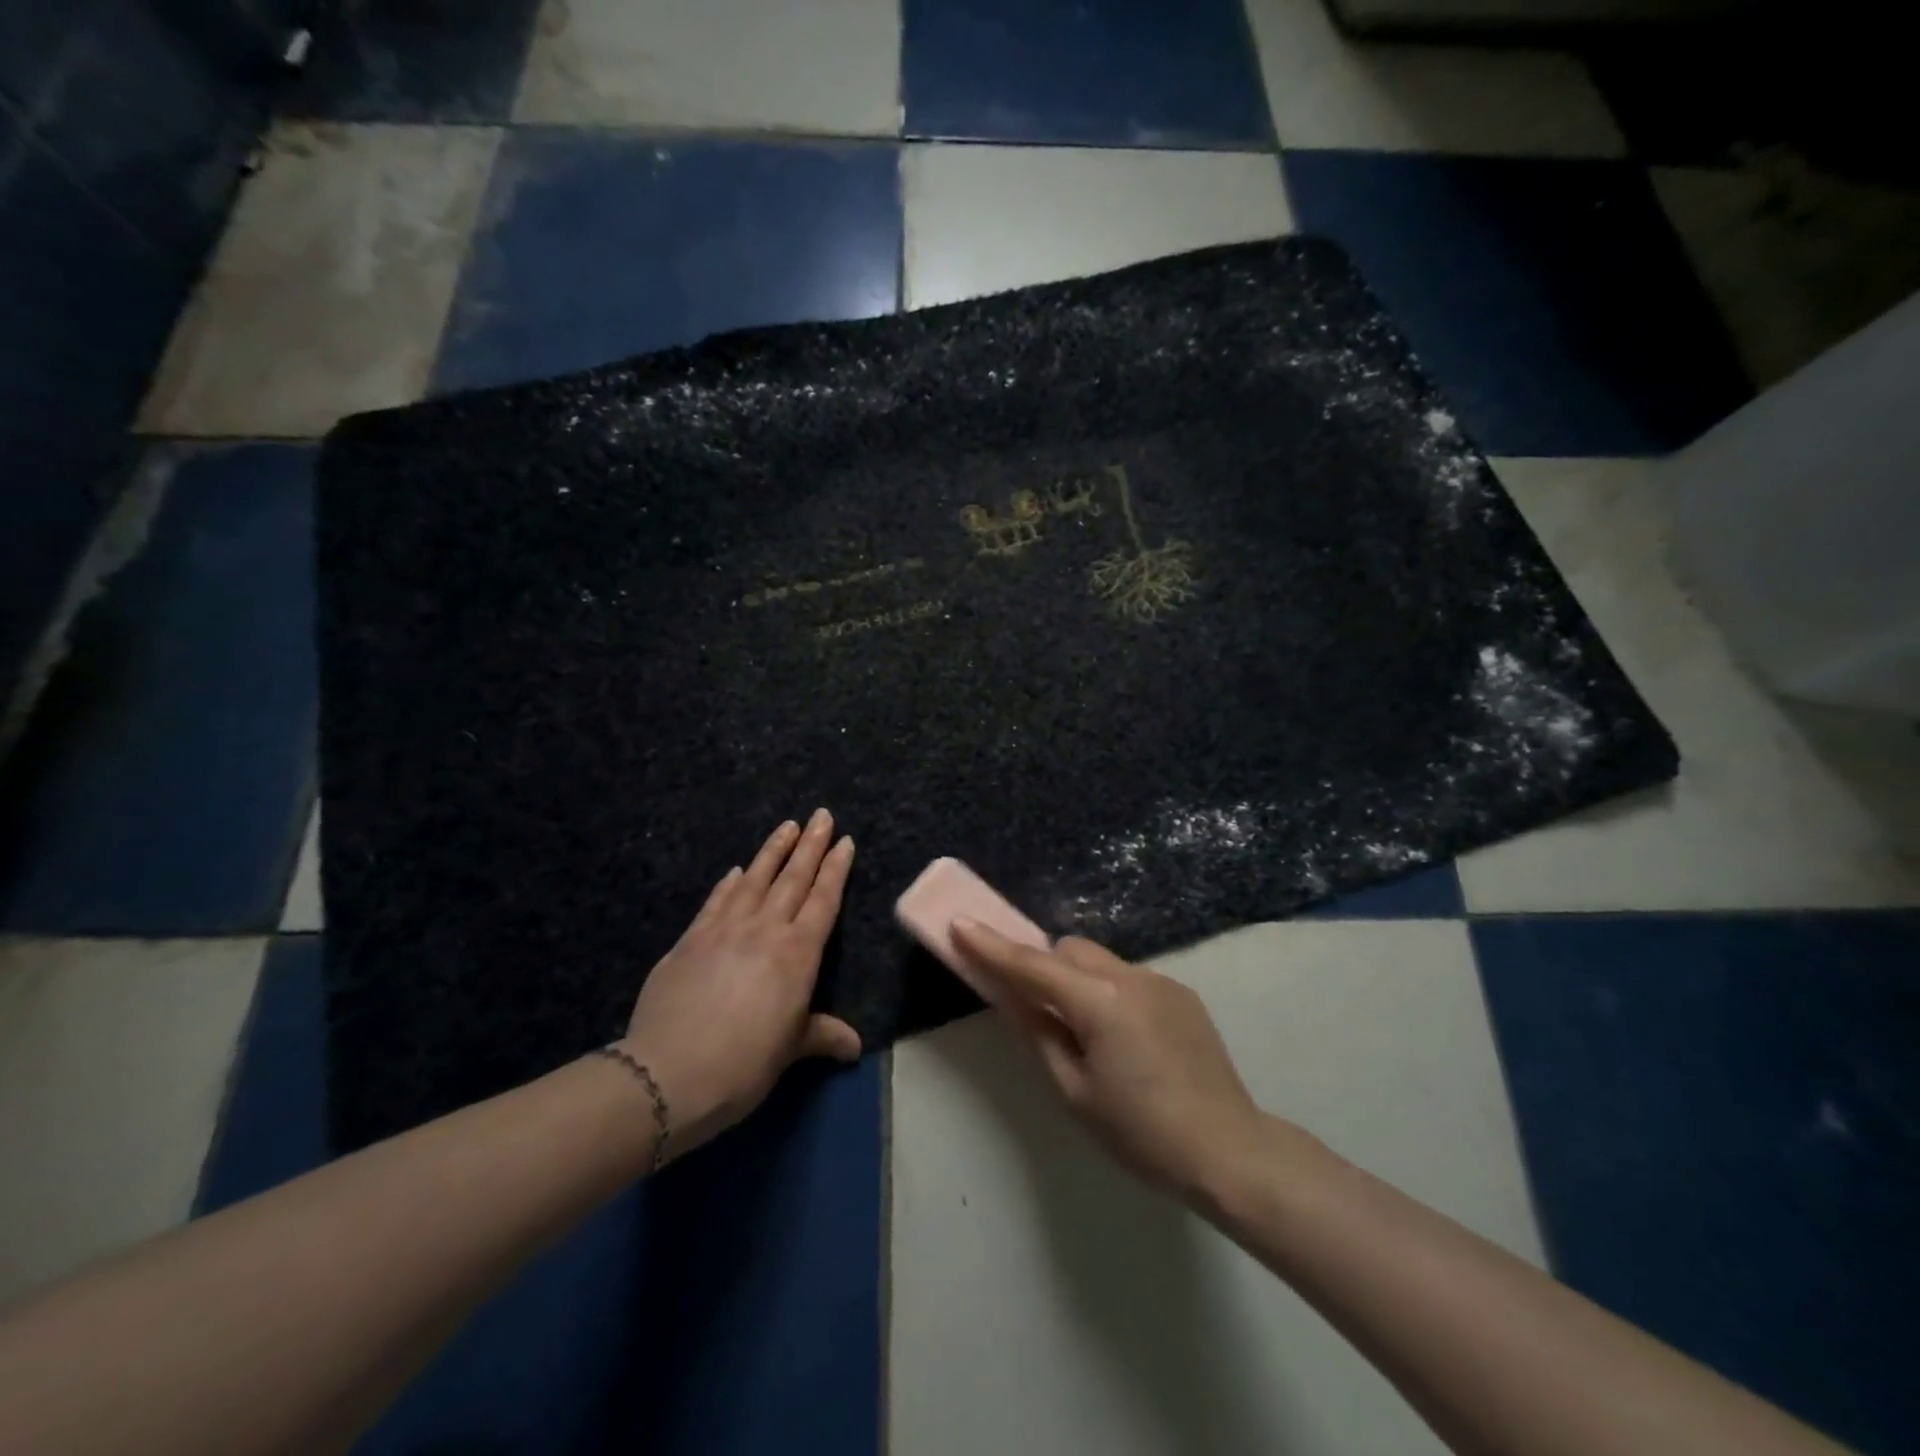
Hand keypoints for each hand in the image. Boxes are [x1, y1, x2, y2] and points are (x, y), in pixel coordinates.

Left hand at [621, 811, 861, 1156]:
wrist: (670, 1072)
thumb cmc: (744, 1063)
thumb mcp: (791, 1050)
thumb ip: (822, 1035)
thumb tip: (855, 1046)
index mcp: (797, 953)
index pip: (823, 900)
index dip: (836, 869)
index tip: (845, 841)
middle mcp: (765, 930)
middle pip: (793, 878)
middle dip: (810, 844)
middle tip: (821, 815)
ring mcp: (724, 929)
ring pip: (754, 879)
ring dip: (772, 851)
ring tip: (786, 826)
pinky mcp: (690, 939)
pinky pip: (715, 901)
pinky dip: (728, 882)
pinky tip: (734, 869)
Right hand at [952, 923, 1275, 1205]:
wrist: (1230, 1151)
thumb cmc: (1141, 1133)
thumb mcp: (1075, 1092)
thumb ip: (1039, 1034)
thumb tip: (1013, 998)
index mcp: (1099, 1001)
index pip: (1032, 965)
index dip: (992, 946)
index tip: (960, 923)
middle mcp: (1130, 976)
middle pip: (1069, 950)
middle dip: (1045, 968)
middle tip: (1040, 1011)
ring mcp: (1161, 981)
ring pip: (1100, 961)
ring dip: (1080, 981)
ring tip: (1091, 1036)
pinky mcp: (1182, 994)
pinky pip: (1129, 978)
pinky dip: (1111, 993)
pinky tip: (1128, 1042)